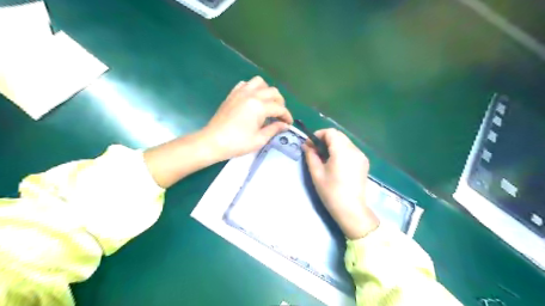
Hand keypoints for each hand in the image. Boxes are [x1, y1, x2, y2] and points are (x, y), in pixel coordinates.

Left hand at [202, 76, 293, 161]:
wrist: (213, 141)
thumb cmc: (237, 143)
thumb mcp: (259, 139)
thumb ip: (274, 129)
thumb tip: (285, 125)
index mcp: (259, 106)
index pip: (279, 108)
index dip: (287, 116)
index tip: (288, 124)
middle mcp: (251, 95)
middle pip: (273, 92)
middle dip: (280, 103)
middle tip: (280, 115)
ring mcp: (240, 92)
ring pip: (260, 83)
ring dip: (267, 91)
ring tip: (267, 104)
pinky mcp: (232, 94)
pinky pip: (246, 84)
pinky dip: (253, 89)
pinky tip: (253, 100)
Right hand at [302, 128, 379, 239]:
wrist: (351, 209)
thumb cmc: (331, 192)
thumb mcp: (316, 173)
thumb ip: (311, 155)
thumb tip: (307, 146)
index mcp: (342, 151)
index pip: (330, 132)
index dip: (318, 135)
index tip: (309, 145)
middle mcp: (354, 150)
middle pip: (338, 135)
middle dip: (325, 139)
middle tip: (315, 151)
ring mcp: (361, 156)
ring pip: (345, 141)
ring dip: (333, 144)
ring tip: (324, 157)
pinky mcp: (364, 162)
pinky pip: (350, 149)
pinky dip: (341, 150)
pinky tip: (335, 163)